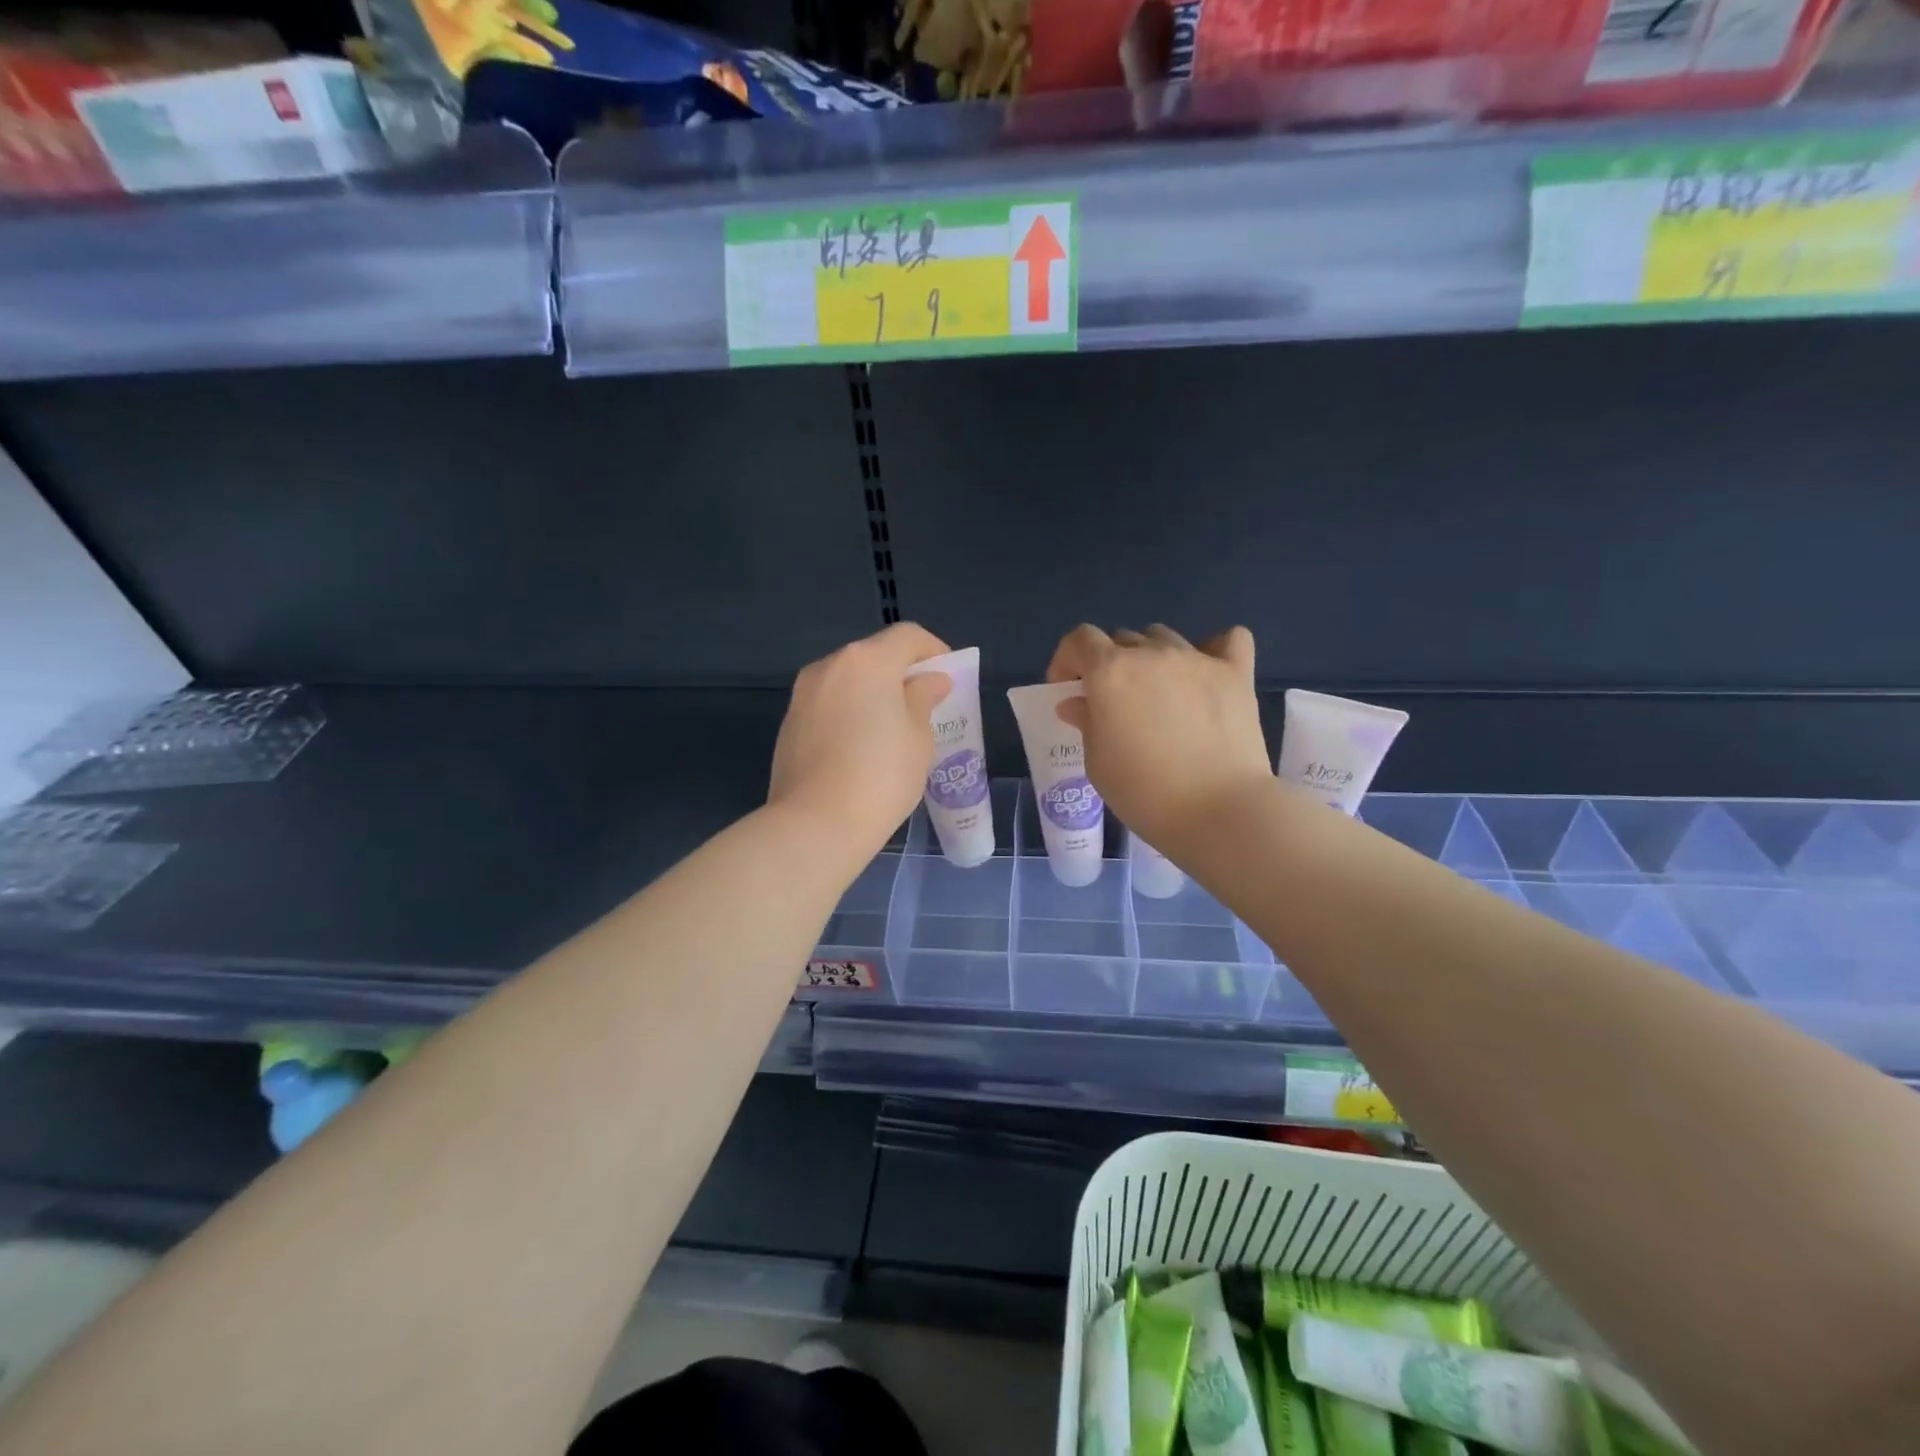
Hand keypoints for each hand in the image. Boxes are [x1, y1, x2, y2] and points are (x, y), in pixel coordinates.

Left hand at [769, 623, 952, 865]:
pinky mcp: (789, 724)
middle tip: (923, 705)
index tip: (949, 677)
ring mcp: (803, 695)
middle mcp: (829, 667)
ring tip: (892, 730)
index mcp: (867, 661)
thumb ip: (923, 699)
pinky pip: (828, 706)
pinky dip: (849, 713)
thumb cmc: (882, 776)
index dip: (934, 650)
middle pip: (873, 656)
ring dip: (872, 694)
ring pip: (847, 681)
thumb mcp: (919, 737)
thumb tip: (929, 681)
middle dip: (901, 673)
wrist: (816, 824)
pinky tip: (860, 748)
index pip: (907, 636)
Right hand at [1047, 623, 1271, 853]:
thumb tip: (1077, 702)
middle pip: (1122, 639)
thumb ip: (1086, 723)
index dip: (1067, 660)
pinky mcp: (1236, 674)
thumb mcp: (1098, 763)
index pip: (1080, 639)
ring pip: (1164, 638)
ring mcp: (1197, 659)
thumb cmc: (1144, 793)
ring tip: (1158, 693)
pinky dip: (1214, 648)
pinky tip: (1208, 671)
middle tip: (1114, 702)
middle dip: (1109, 664)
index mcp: (1110, 672)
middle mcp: (1152, 654)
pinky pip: (1229, 639)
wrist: (1219, 812)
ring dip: (1152, 658)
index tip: (1068, 689)